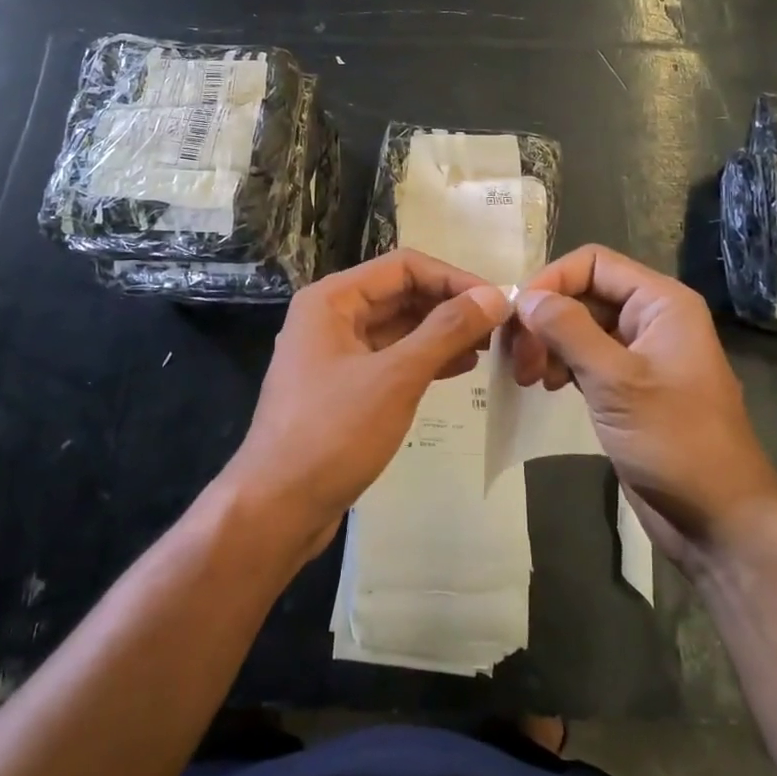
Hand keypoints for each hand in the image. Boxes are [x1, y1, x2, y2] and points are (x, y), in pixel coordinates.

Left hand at [220, 250, 510, 560]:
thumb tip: (494, 297)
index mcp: (332, 300)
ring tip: (488, 347)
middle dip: (449, 306)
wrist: (277, 508)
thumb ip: (446, 332)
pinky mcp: (344, 388)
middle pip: (400, 294)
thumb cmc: (332, 433)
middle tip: (499, 327)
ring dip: (442, 333)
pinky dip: (425, 359)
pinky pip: (391, 359)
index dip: (453, 278)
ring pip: (398, 328)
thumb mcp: (395, 378)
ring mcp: (336, 354)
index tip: (496, 301)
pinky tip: (461, 368)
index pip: (403, 267)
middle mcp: (331, 317)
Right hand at [505, 245, 776, 569]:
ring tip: (528, 377)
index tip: (517, 317)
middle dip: (545, 319)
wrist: (718, 519)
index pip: (593, 263)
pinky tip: (546, 386)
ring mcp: (639, 353)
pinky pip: (584, 356)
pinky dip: (560, 364)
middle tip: (518, 359)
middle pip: (583, 293)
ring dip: (547, 343)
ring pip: (579, 326)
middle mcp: (650, 318)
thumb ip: (569, 331)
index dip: (551, 281)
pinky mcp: (627, 386)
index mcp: (661, 303)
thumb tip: (525, 297)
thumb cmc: (676, 441)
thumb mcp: (617, 381)